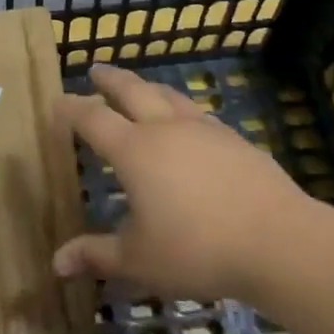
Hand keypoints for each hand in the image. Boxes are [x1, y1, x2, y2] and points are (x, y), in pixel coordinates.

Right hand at [53, 65, 316, 303]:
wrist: (277, 239)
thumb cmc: (198, 249)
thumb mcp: (139, 260)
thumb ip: (97, 255)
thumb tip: (56, 263)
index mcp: (135, 151)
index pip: (94, 120)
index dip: (72, 109)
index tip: (58, 101)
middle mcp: (165, 129)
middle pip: (132, 91)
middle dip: (110, 80)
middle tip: (96, 70)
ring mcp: (203, 129)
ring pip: (168, 95)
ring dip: (147, 87)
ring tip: (140, 86)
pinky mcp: (233, 138)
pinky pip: (197, 112)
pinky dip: (180, 107)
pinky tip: (187, 120)